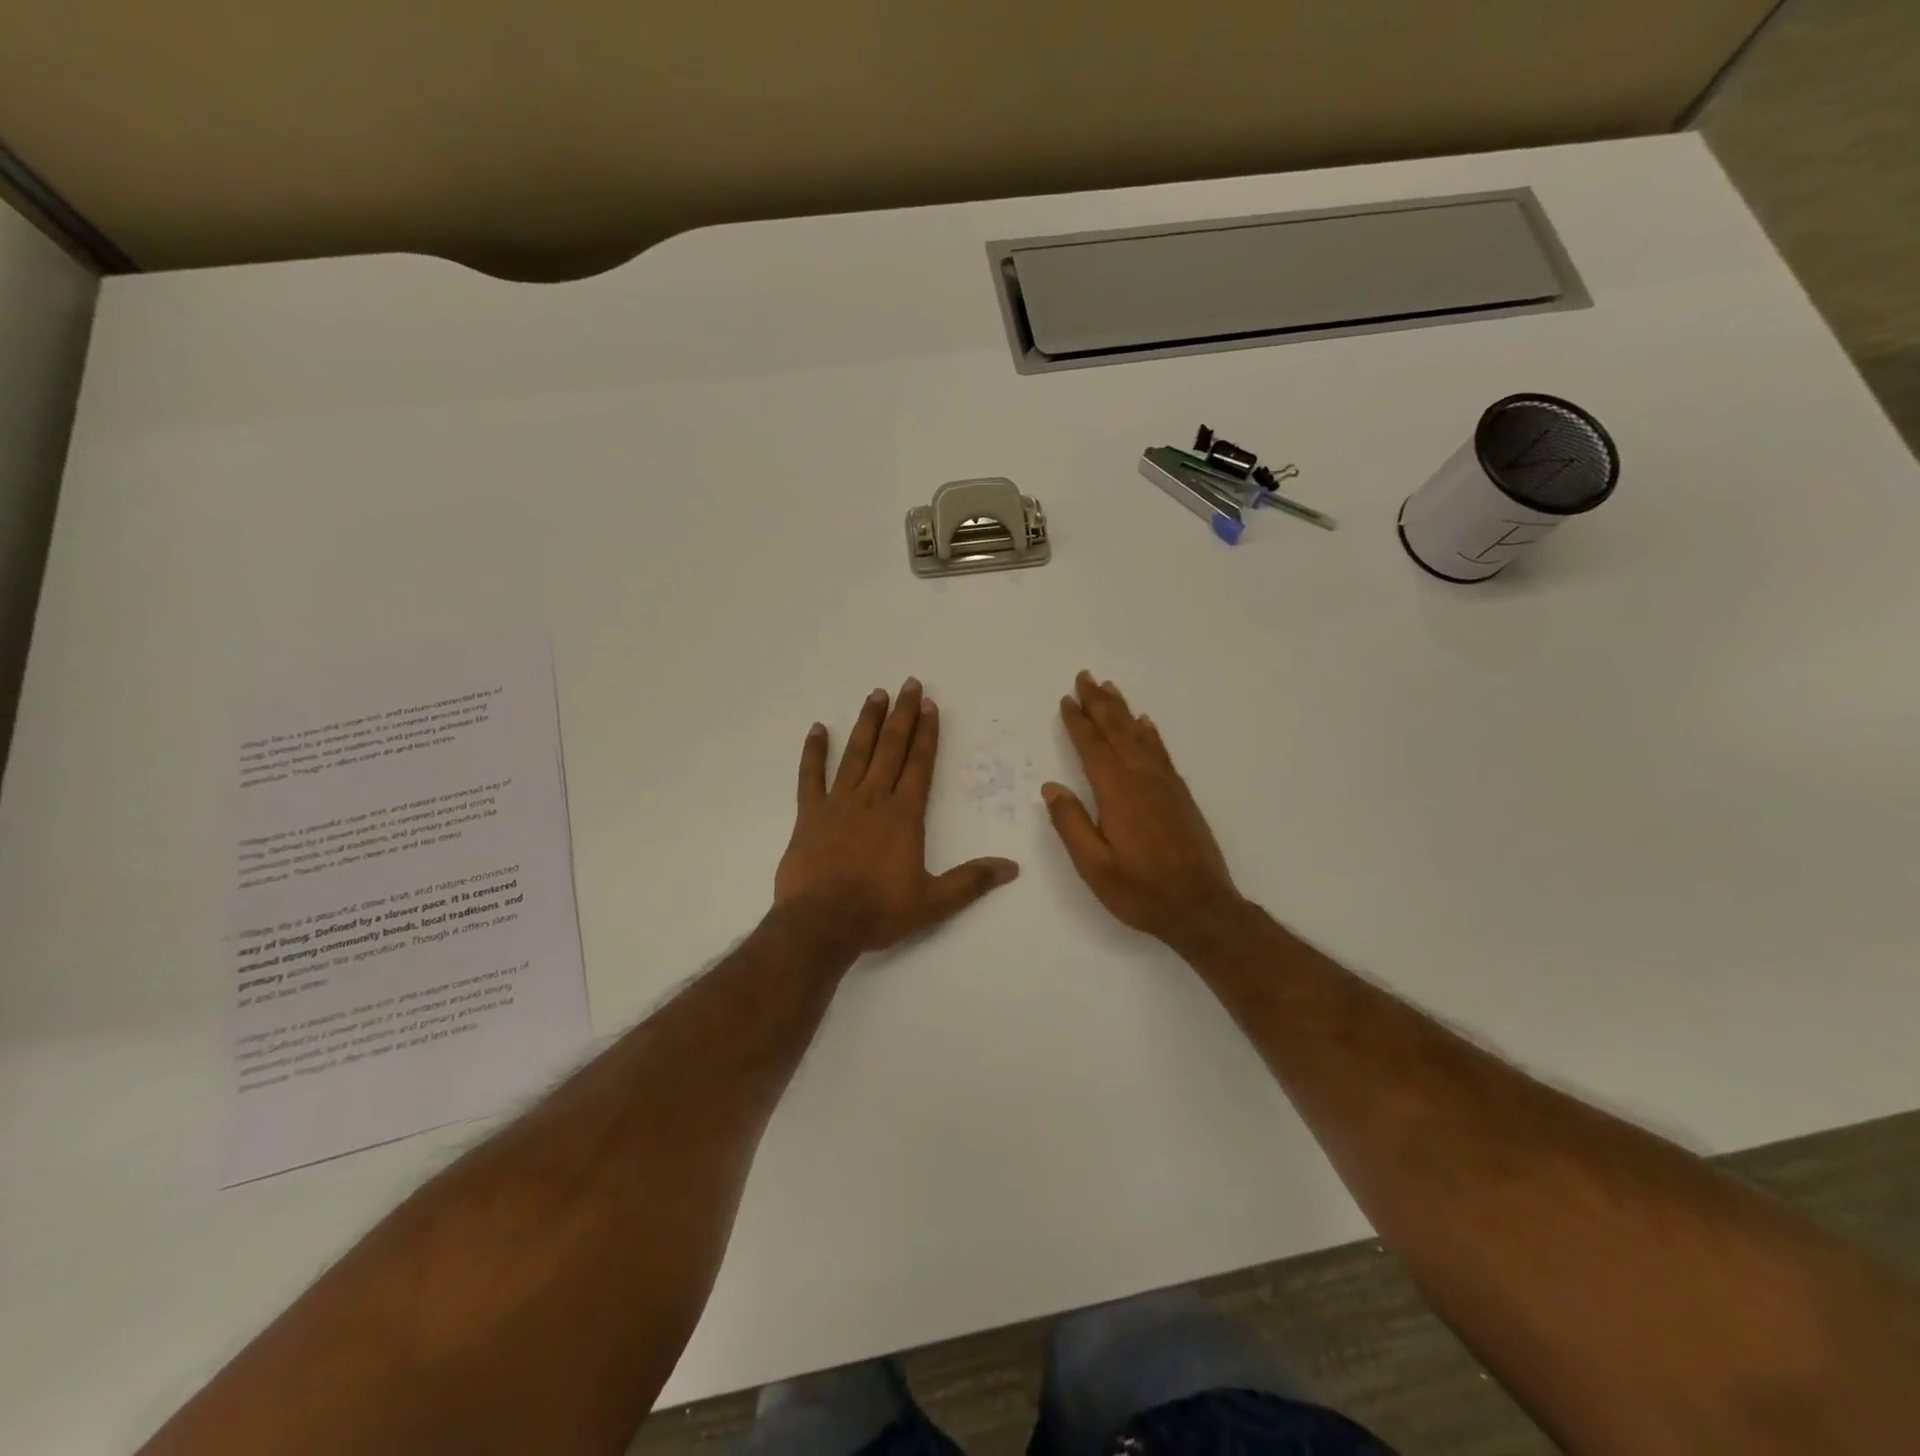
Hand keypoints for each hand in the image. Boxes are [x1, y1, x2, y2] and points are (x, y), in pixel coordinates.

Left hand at [776, 679, 1019, 951]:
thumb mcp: (933, 902)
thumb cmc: (879, 911)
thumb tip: (1012, 867)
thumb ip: (972, 881)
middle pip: (891, 748)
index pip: (919, 764)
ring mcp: (838, 803)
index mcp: (903, 815)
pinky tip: (817, 729)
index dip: (926, 733)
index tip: (930, 705)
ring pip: (856, 753)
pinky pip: (810, 776)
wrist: (821, 924)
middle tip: (908, 684)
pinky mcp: (809, 815)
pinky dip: (813, 752)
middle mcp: (873, 799)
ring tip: (876, 694)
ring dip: (867, 723)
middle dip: (902, 715)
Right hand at [1042, 671, 1247, 947]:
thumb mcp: (1094, 867)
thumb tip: (1052, 788)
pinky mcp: (1181, 796)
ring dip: (1123, 711)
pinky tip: (1146, 724)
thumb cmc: (1141, 891)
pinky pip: (1161, 753)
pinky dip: (1150, 734)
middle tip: (1085, 677)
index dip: (1079, 722)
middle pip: (1118, 732)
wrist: (1202, 908)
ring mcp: (1166, 787)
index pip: (1093, 748)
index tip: (1067, 699)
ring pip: (1140, 737)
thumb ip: (1071, 824)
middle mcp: (1143, 780)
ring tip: (1110, 689)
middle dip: (1100, 704)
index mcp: (1118, 794)